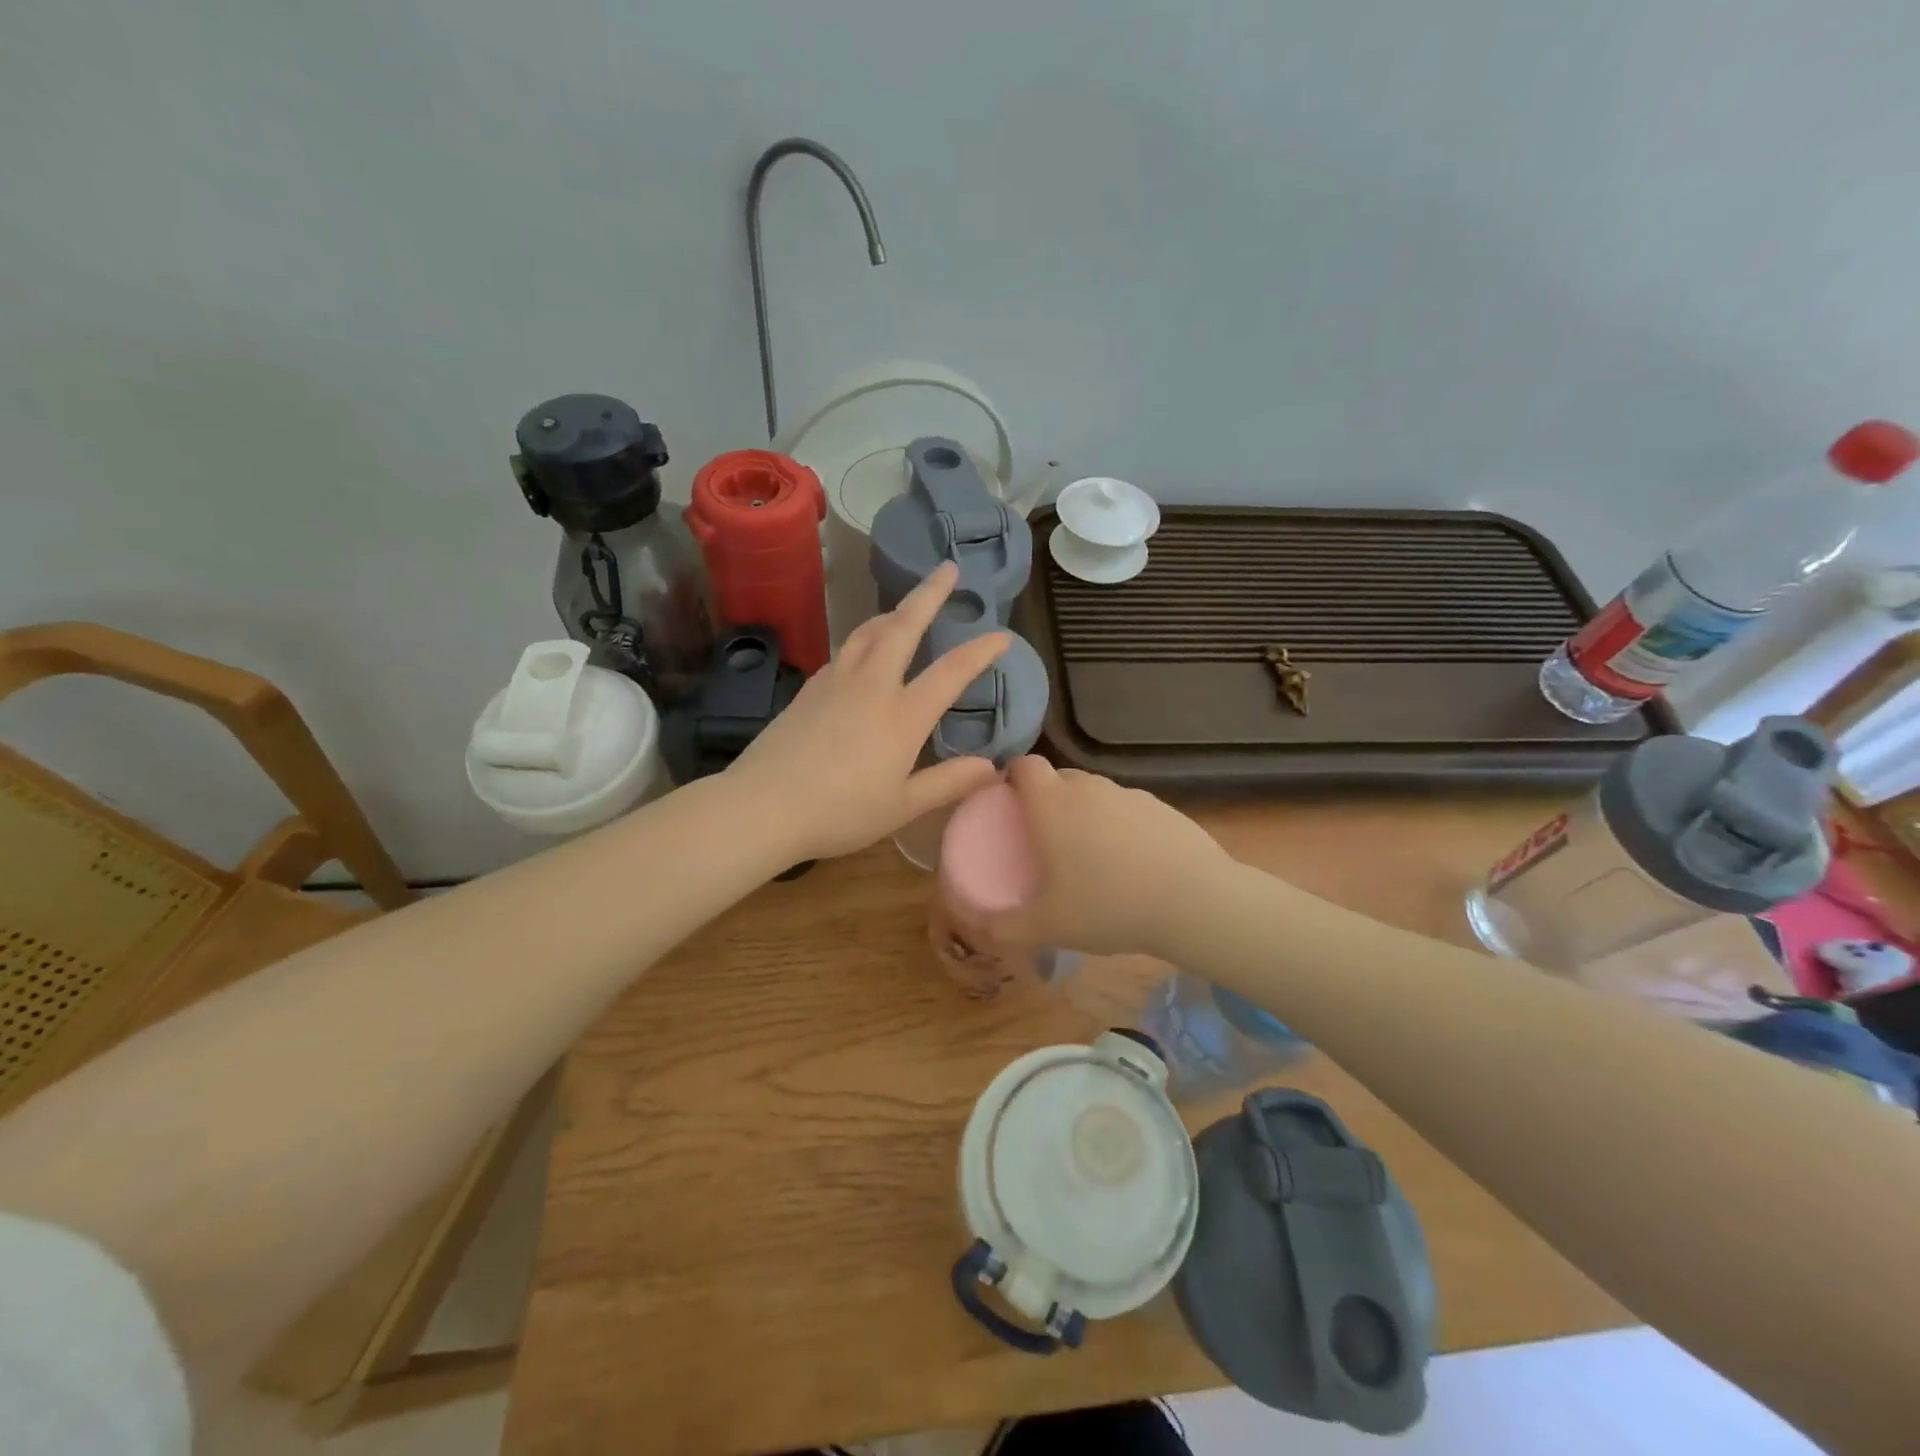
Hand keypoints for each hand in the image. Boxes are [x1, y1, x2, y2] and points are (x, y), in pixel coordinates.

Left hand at [726, 563, 1009, 861]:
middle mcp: (871, 686)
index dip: (980, 651)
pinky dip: (864, 638)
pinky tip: (864, 651)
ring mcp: (835, 682)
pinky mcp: (809, 689)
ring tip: (906, 606)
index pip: (951, 672)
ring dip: (893, 611)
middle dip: (929, 594)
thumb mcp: (902, 807)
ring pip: (869, 631)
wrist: (762, 806)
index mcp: (901, 715)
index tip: (1002, 635)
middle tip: (948, 568)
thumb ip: (948, 783)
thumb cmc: (839, 813)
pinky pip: (845, 651)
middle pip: (903, 626)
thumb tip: (992, 766)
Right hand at [986, 756, 1231, 956]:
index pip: (1024, 765)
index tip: (1007, 805)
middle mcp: (1089, 788)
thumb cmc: (1109, 906)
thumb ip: (1003, 926)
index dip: (1011, 777)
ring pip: (1095, 793)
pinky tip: (1130, 863)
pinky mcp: (1163, 808)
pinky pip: (1127, 809)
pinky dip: (1119, 825)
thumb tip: (974, 925)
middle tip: (1043, 839)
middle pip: (1059, 778)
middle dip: (1045, 799)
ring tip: (1088, 855)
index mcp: (1053, 804)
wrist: (1195, 902)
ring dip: (1084, 812)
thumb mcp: (1048, 925)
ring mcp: (1130, 794)